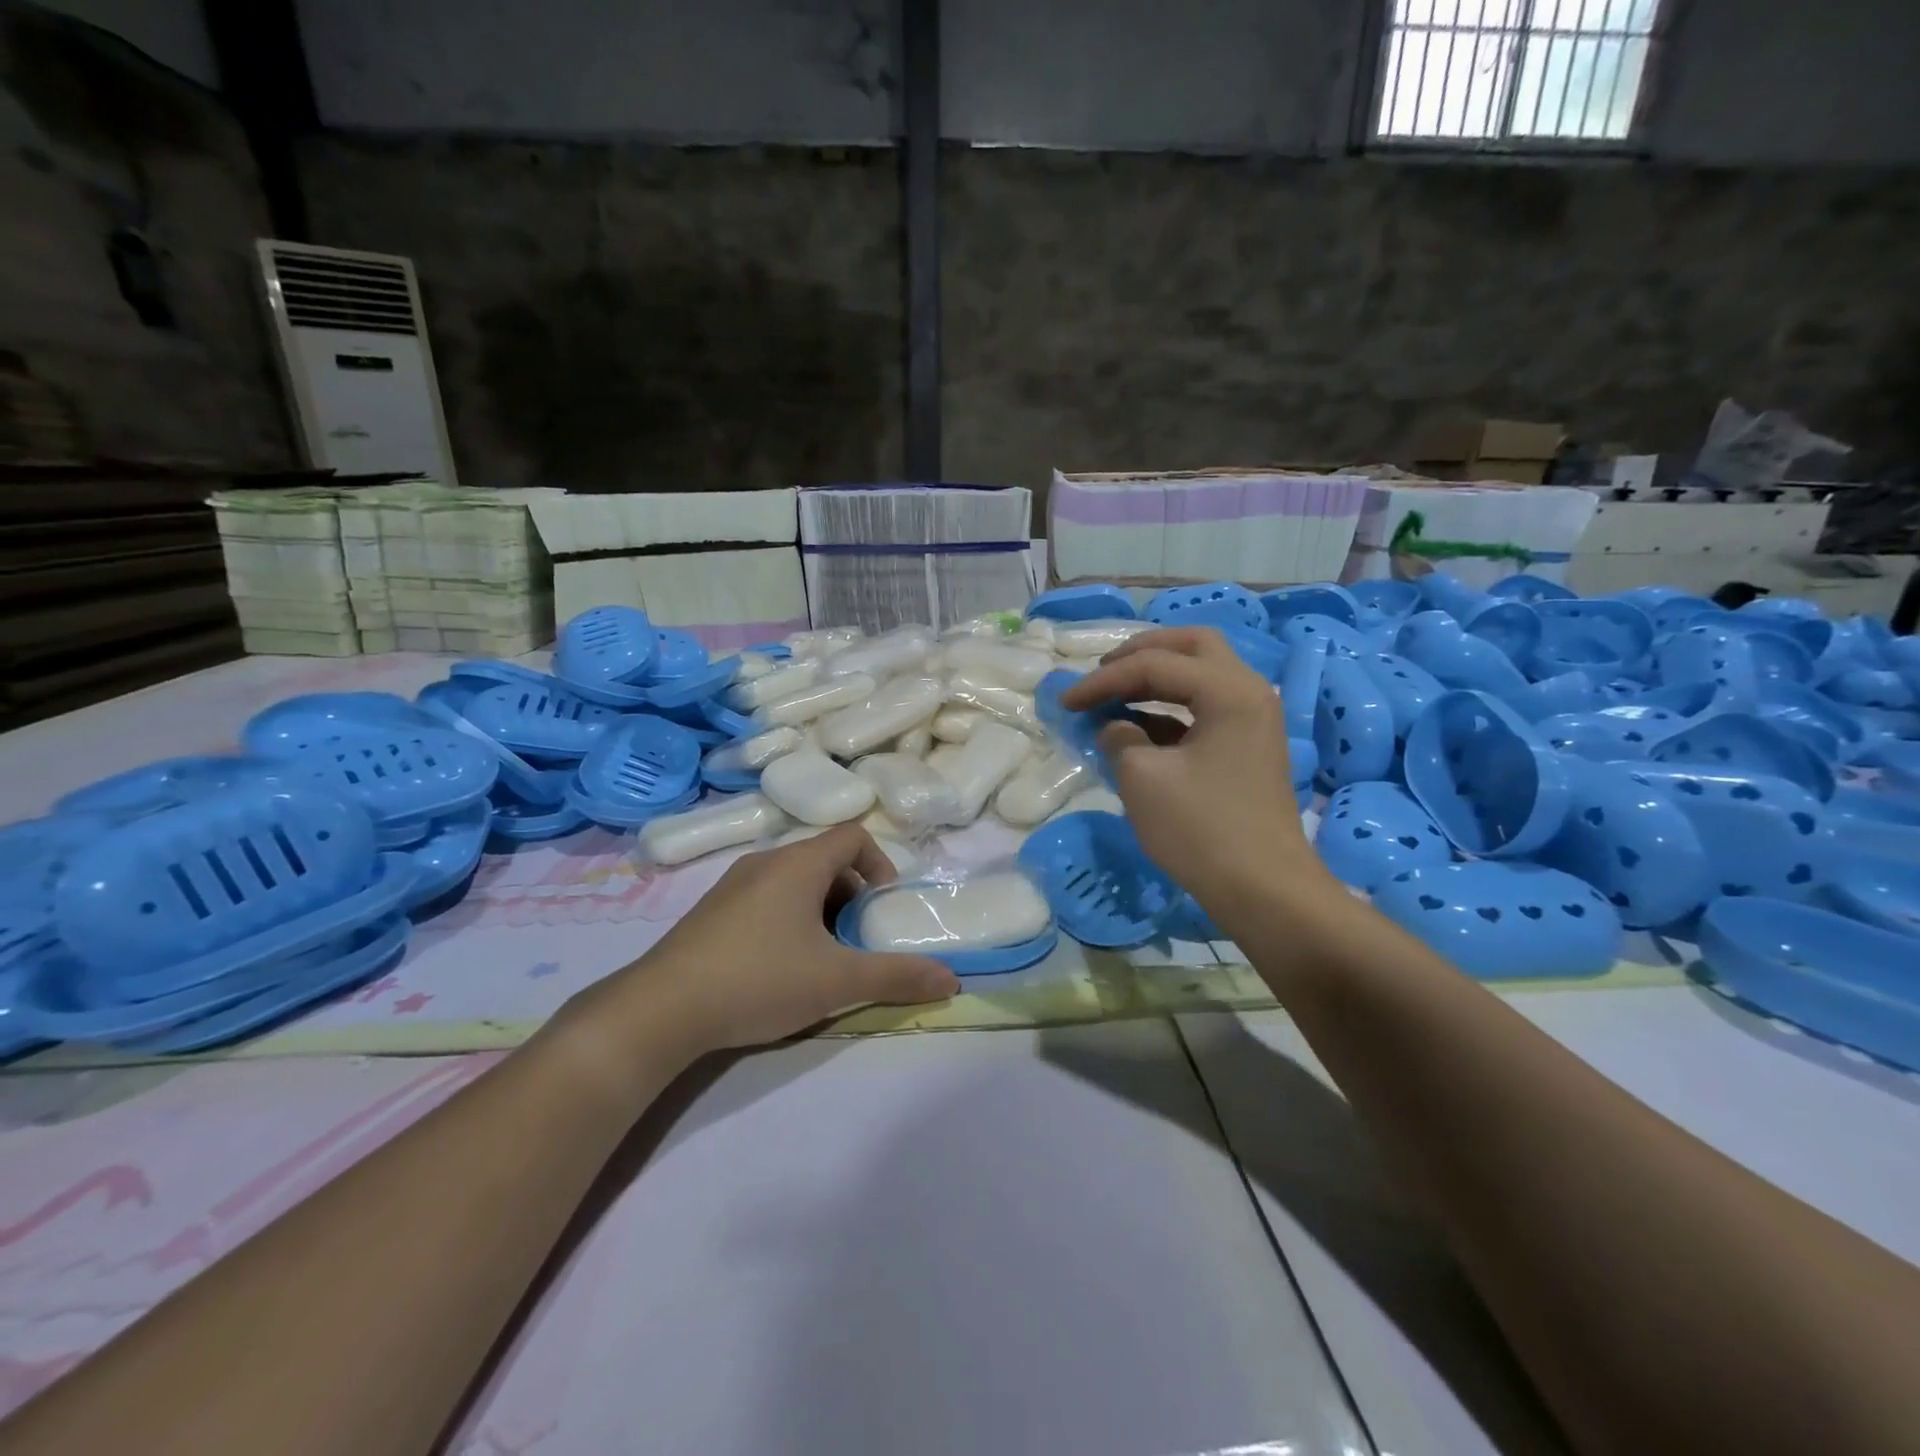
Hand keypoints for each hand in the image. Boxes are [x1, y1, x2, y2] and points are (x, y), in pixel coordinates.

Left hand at [576, 826, 959, 1062]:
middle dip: (851, 895)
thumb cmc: (759, 980)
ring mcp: (732, 885)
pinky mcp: (710, 912)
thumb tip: (952, 979)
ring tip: (821, 958)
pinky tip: (777, 967)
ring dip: (819, 910)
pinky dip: (787, 919)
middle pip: (825, 860)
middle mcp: (765, 862)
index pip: (853, 837)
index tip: (882, 909)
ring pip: (793, 882)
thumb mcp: (837, 982)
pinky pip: (764, 899)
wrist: (660, 1010)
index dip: (880, 865)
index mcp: (798, 864)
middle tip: (857, 939)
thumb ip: (897, 976)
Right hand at [1061, 628, 1329, 926]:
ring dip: (1155, 680)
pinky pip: (1204, 709)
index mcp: (1228, 690)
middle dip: (1140, 654)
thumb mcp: (1143, 778)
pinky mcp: (1246, 747)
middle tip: (1102, 673)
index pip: (1155, 665)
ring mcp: (1252, 720)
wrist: (1263, 890)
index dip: (1103, 680)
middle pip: (1191, 647)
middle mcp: (1248, 692)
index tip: (1065, 701)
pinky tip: (1135, 728)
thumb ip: (1119, 738)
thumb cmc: (1202, 830)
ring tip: (1111, 697)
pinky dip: (1168, 709)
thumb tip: (1113, 727)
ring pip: (1199, 676)